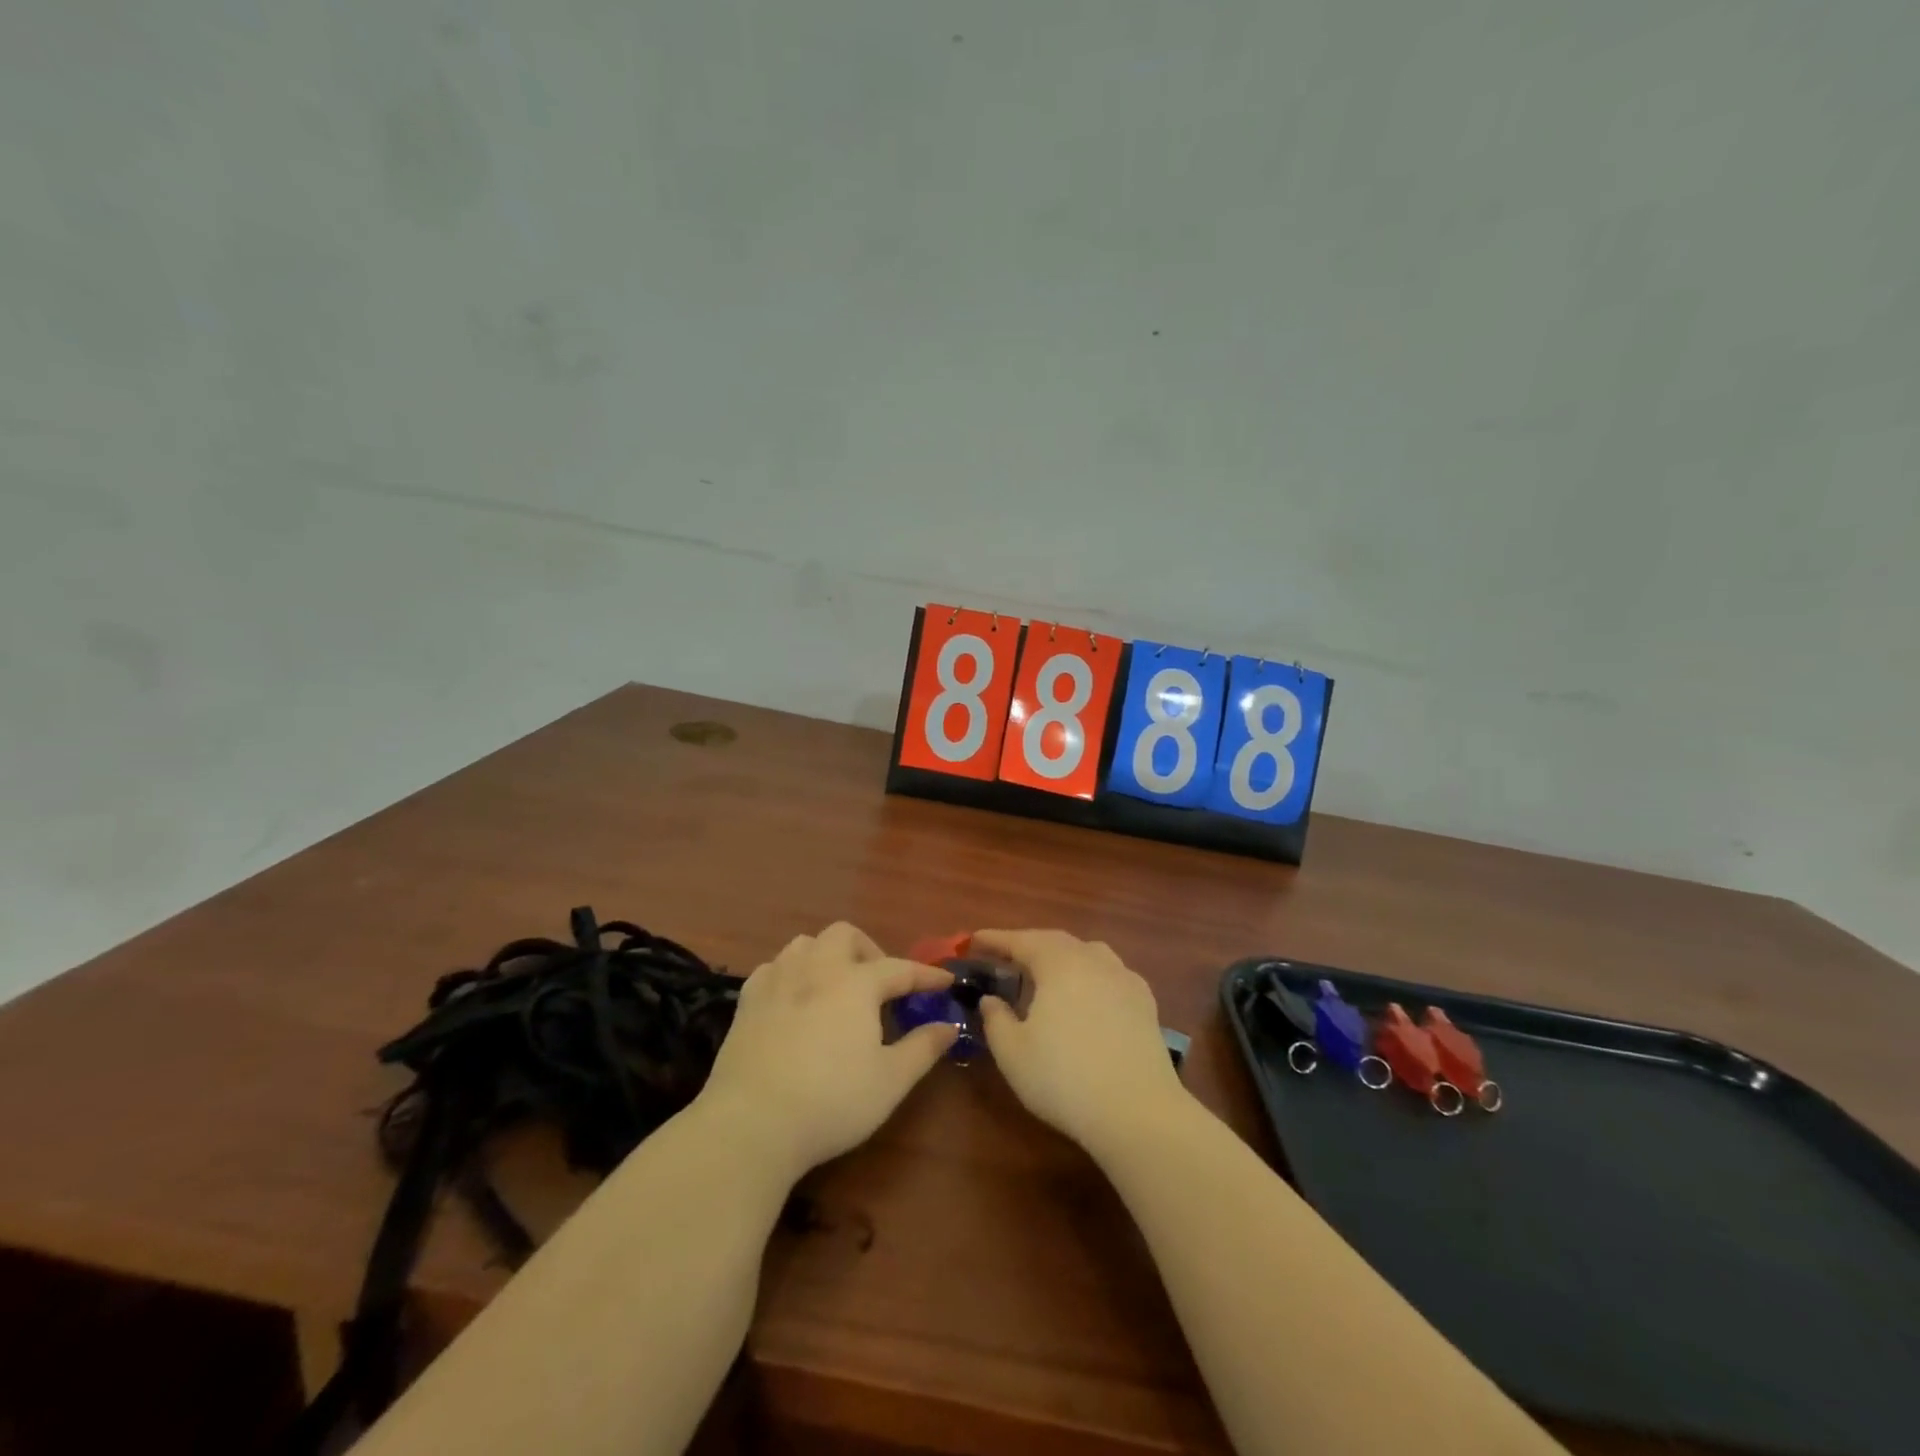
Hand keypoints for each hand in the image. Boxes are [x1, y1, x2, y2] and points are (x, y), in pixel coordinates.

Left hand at [698, 922, 956, 1179]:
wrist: (752, 1124)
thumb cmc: (831, 1102)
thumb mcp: (890, 1081)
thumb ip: (923, 1047)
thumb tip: (949, 1025)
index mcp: (856, 983)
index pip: (900, 968)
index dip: (926, 975)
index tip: (946, 981)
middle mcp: (817, 969)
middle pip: (845, 935)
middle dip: (869, 950)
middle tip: (880, 985)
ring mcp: (777, 981)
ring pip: (805, 943)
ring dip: (828, 955)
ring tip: (837, 986)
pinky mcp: (747, 1001)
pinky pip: (774, 967)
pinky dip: (792, 973)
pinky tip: (795, 999)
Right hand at [973, 929, 1189, 1159]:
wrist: (1138, 1112)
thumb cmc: (1064, 1078)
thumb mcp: (1013, 1053)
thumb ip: (995, 1019)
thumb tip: (990, 999)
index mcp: (1058, 963)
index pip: (1021, 940)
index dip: (996, 939)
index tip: (974, 940)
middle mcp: (1093, 960)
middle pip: (1056, 941)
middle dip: (1029, 945)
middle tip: (1006, 956)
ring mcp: (1124, 978)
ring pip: (1087, 953)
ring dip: (1062, 957)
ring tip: (1047, 973)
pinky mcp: (1145, 1002)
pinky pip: (1110, 974)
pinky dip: (1090, 975)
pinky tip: (1087, 996)